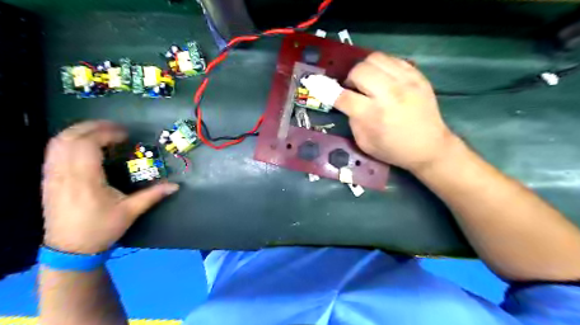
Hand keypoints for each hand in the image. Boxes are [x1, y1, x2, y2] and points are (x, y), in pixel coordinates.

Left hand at [42, 120, 178, 253]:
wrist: (69, 249)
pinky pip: (52, 152)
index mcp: (85, 180)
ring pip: (57, 142)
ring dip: (79, 131)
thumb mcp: (130, 212)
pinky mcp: (48, 180)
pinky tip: (83, 145)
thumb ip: (153, 195)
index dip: (106, 133)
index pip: (88, 145)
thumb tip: (176, 186)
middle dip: (93, 127)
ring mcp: (52, 176)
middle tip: (115, 127)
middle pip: (70, 138)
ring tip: (100, 131)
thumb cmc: (101, 229)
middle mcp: (64, 173)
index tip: (125, 135)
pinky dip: (68, 141)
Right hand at [336, 52, 456, 171]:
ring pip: (375, 58)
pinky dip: (382, 67)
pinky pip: (393, 59)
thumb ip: (352, 120)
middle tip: (354, 89)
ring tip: (368, 81)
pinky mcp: (417, 76)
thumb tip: (346, 101)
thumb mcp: (364, 143)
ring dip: (365, 69)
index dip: (327, 90)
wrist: (430, 147)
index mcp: (373, 115)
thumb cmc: (393, 150)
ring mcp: (406, 81)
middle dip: (350, 79)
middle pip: (359, 70)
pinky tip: (384, 79)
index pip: (343, 96)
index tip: (319, 85)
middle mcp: (388, 94)